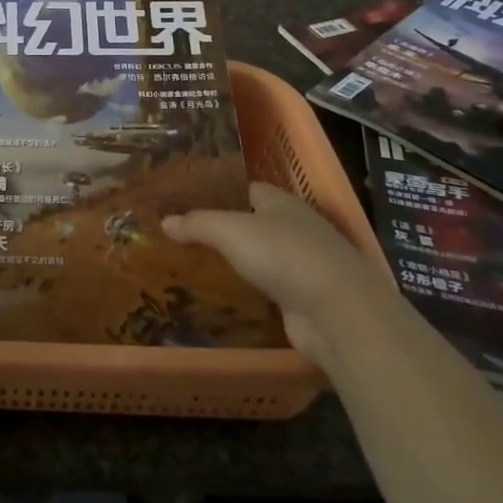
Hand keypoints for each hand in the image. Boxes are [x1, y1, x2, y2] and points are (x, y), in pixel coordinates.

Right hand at [163, 182, 382, 362]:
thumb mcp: (230, 231)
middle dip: (224, 230)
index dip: (219, 194)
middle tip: (184, 237)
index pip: (246, 190)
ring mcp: (303, 266)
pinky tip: (224, 298)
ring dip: (237, 264)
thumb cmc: (284, 254)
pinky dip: (250, 292)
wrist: (338, 312)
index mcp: (280, 202)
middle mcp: (295, 229)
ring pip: (261, 259)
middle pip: (253, 224)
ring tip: (197, 268)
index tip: (187, 203)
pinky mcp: (305, 300)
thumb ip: (197, 224)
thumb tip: (165, 221)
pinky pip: (268, 290)